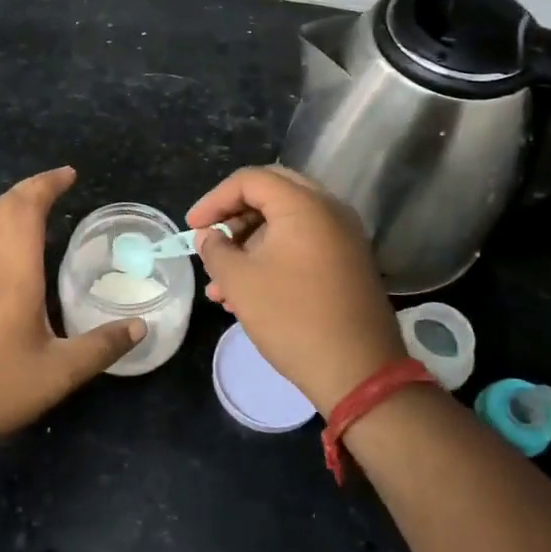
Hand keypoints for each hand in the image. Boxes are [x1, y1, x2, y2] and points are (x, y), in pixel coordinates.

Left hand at [0, 167, 143, 446]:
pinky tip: (13, 249)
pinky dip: (1, 227)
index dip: (46, 185)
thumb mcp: (59, 373)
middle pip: (4, 209)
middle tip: (59, 182)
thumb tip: (139, 327)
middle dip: (31, 188)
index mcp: (12, 274)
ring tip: (39, 204)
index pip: (26, 211)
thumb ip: (101, 347)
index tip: (70, 174)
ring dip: (13, 205)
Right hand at [188, 165, 405, 413]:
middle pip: (271, 194)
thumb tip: (208, 236)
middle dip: (233, 217)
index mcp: (304, 205)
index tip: (192, 228)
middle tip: (210, 240)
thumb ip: (216, 250)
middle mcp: (329, 210)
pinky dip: (273, 257)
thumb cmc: (292, 317)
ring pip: (285, 223)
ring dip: (249, 244)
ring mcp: (343, 237)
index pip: (250, 179)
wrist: (358, 371)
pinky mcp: (348, 263)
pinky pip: (303, 244)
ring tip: (219, 285)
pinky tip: (246, 294)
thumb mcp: (240, 281)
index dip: (214, 199)